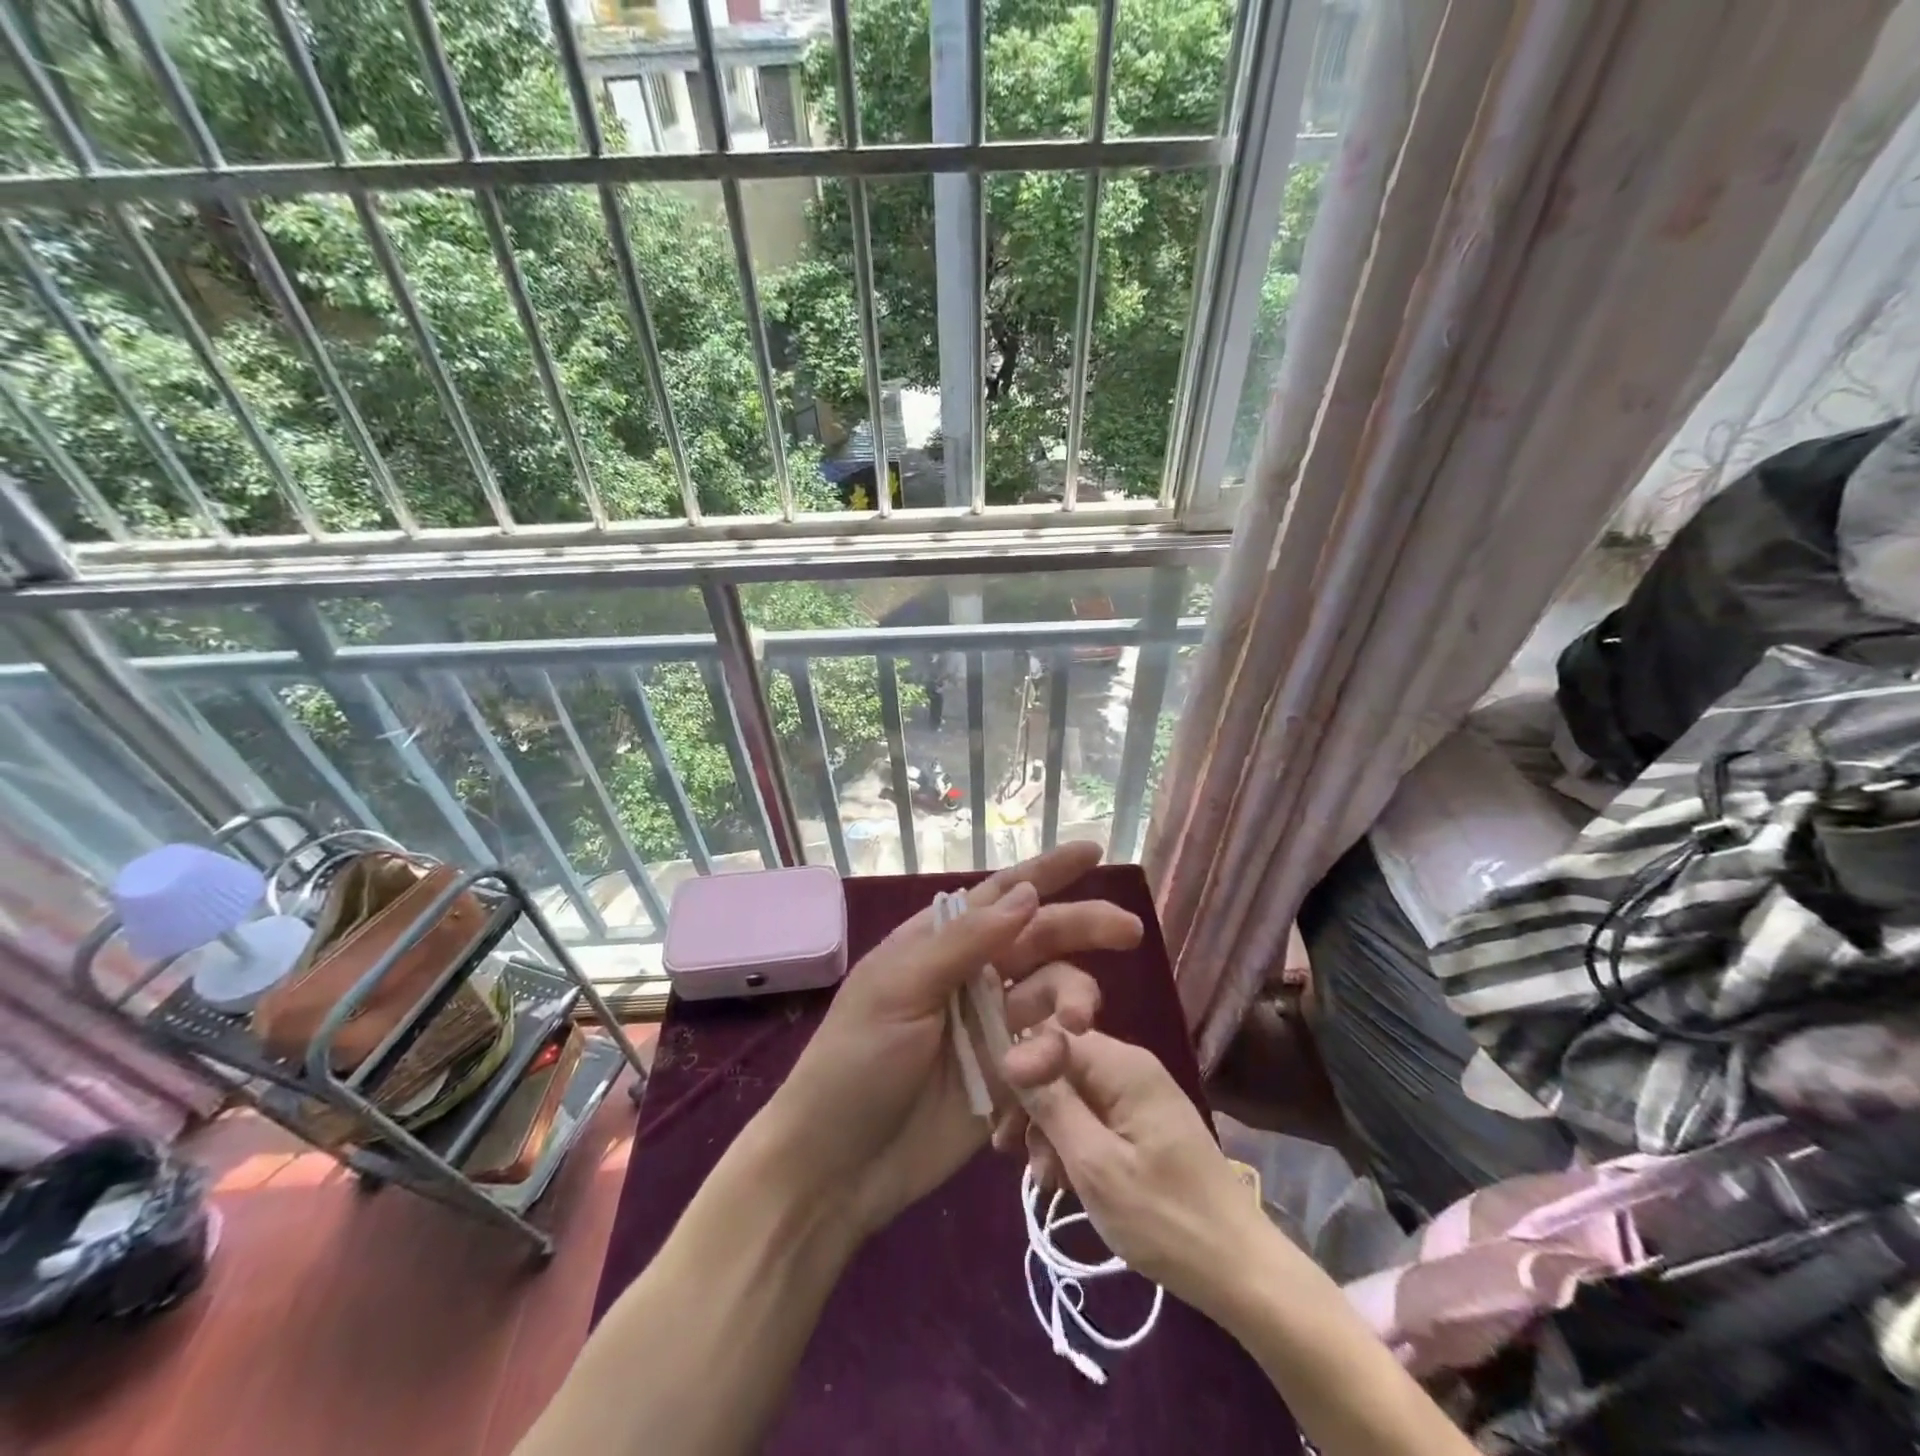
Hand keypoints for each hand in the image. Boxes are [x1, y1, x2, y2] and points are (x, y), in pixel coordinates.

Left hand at [752, 843, 1142, 1237]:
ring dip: (1073, 999)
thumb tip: (1028, 892)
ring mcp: (990, 1026)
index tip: (1092, 851)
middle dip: (1083, 928)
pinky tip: (1060, 1062)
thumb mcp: (900, 989)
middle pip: (1039, 939)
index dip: (1046, 872)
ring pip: (1052, 993)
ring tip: (1078, 1023)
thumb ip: (965, 941)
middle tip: (1129, 931)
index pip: (1000, 895)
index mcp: (939, 943)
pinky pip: (1049, 1050)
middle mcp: (971, 976)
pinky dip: (1061, 1050)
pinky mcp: (1007, 1077)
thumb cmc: (855, 1063)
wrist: (838, 1167)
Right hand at [1001, 1027, 1268, 1317]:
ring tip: (1040, 1179)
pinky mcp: (1140, 1123)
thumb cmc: (1165, 1219)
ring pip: (1072, 1093)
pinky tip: (1059, 1181)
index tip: (1000, 1110)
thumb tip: (1010, 1054)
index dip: (1022, 1065)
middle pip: (1060, 1063)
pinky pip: (1091, 1116)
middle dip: (1030, 1102)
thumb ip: (1052, 1105)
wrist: (1237, 1270)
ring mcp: (1136, 1096)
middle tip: (1007, 1148)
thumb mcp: (1095, 1165)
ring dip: (1047, 1129)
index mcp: (1123, 1066)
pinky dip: (1070, 1143)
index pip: (1054, 1034)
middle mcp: (1129, 1067)